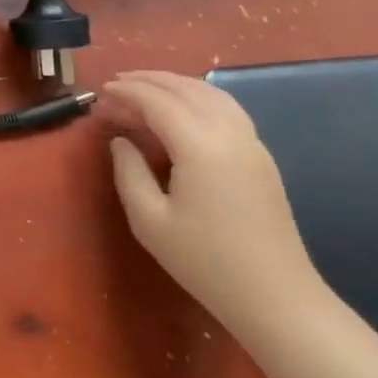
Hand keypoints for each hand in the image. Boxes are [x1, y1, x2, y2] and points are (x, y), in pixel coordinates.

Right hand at [102, 70, 323, 336]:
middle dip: (149, 80)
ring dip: (175, 84)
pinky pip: (227, 109)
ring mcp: (252, 143)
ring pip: (212, 94)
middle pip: (186, 89)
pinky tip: (183, 109)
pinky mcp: (262, 157)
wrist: (276, 297)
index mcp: (200, 146)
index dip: (127, 92)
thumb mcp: (149, 220)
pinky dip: (198, 97)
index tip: (101, 92)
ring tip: (146, 88)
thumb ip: (129, 172)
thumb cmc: (205, 261)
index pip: (158, 102)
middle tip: (116, 84)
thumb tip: (120, 140)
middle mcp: (230, 134)